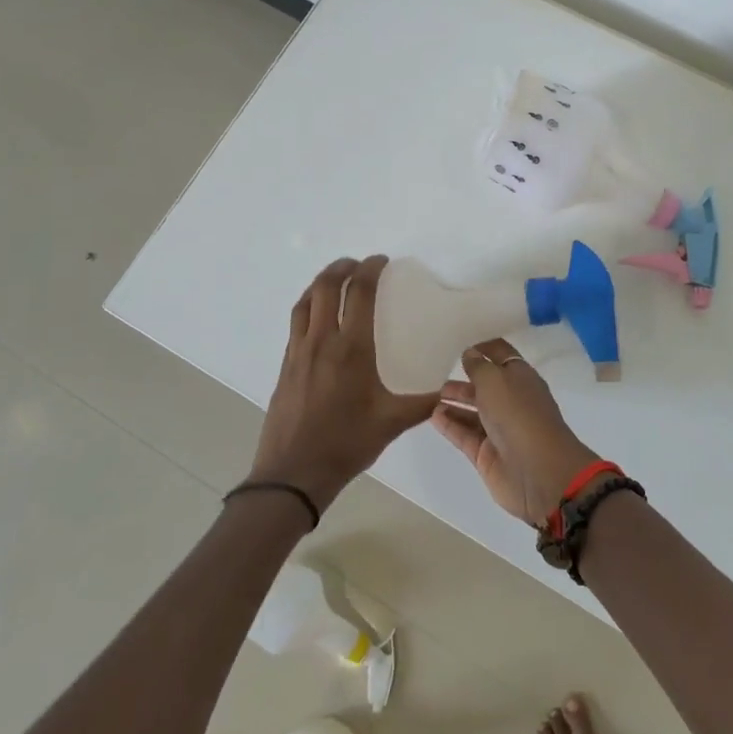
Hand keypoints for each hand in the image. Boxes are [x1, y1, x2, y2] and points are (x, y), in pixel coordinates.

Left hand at [247, 256, 442, 511]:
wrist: (293, 472)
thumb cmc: (346, 444)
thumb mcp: (393, 423)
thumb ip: (423, 402)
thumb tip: (447, 389)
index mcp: (350, 350)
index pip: (358, 294)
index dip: (370, 270)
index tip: (382, 261)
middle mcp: (321, 342)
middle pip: (325, 287)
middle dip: (341, 267)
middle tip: (358, 264)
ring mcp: (298, 352)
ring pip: (304, 302)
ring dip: (320, 283)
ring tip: (336, 280)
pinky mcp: (285, 365)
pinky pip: (296, 322)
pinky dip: (308, 306)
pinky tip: (319, 318)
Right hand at [431, 340, 600, 524]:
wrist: (538, 472)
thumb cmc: (518, 414)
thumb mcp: (495, 380)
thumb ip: (478, 366)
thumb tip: (470, 354)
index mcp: (521, 378)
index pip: (501, 356)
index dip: (484, 349)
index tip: (461, 347)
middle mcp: (511, 401)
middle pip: (485, 386)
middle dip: (464, 380)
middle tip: (438, 377)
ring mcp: (500, 429)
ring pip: (473, 411)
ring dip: (454, 403)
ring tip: (431, 397)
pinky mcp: (487, 453)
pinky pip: (465, 434)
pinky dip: (450, 425)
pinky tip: (433, 416)